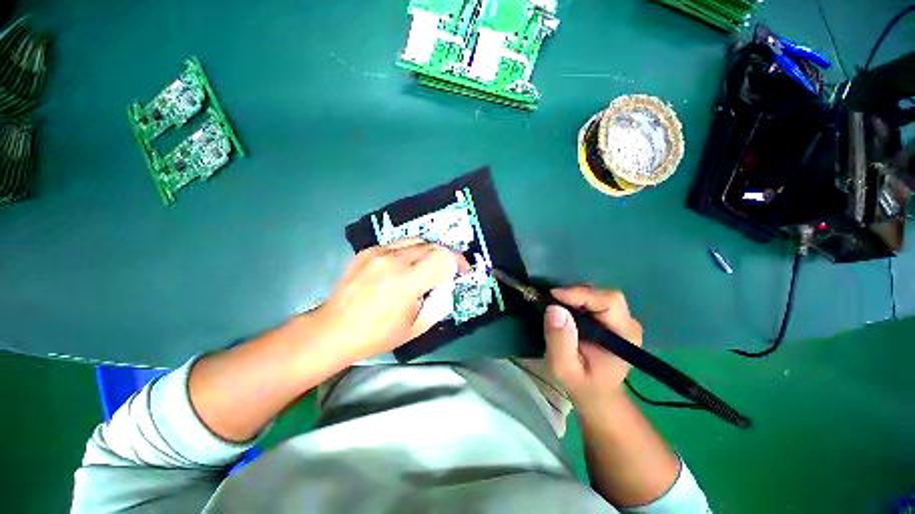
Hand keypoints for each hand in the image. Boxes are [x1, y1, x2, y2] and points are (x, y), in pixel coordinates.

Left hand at [313, 238, 467, 363]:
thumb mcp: (417, 326)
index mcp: (406, 282)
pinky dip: (410, 252)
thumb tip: (448, 284)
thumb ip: (440, 301)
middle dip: (445, 257)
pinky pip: (399, 244)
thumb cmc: (377, 335)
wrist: (333, 329)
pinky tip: (405, 267)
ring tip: (427, 268)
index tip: (462, 271)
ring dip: (429, 252)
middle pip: (432, 246)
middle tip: (446, 272)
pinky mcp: (368, 250)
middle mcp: (392, 260)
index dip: (458, 262)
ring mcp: (377, 252)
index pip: (443, 258)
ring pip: (417, 240)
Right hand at [543, 286, 642, 413]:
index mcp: (624, 337)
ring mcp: (621, 320)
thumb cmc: (582, 385)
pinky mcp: (611, 318)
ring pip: (598, 294)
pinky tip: (564, 309)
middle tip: (552, 300)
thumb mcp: (564, 368)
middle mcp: (628, 324)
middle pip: (604, 295)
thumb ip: (560, 341)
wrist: (596, 394)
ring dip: (575, 296)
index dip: (580, 294)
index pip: (608, 302)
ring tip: (556, 305)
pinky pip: (593, 300)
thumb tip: (554, 309)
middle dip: (576, 294)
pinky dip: (576, 300)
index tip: (553, 295)